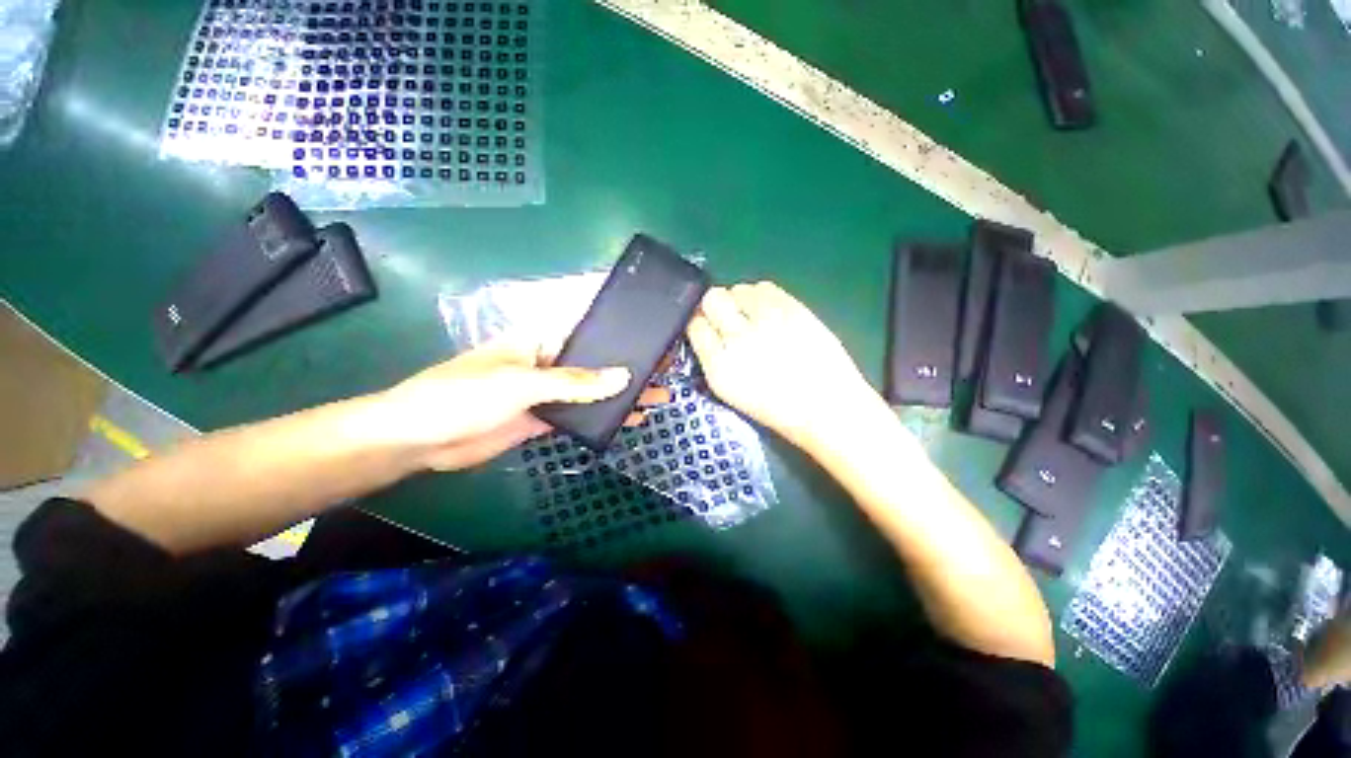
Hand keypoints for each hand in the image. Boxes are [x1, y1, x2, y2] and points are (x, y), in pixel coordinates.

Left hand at [379, 337, 666, 470]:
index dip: (619, 330)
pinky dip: (602, 417)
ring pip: (591, 390)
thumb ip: (575, 383)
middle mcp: (548, 361)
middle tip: (665, 368)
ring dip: (621, 393)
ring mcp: (547, 391)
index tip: (650, 332)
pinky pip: (580, 414)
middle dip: (628, 365)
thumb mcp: (522, 383)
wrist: (421, 440)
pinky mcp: (543, 417)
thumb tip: (624, 378)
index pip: (588, 329)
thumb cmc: (463, 394)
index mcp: (541, 340)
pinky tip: (628, 418)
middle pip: (596, 361)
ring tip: (657, 395)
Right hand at [687, 282, 885, 451]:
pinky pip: (764, 287)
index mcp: (719, 367)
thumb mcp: (732, 392)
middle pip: (712, 299)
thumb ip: (714, 358)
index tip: (708, 327)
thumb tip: (708, 331)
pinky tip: (770, 312)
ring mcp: (767, 320)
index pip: (695, 326)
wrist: (827, 409)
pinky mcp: (793, 308)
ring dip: (740, 300)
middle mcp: (737, 338)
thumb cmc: (778, 410)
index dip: (700, 323)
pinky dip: (761, 296)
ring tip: (754, 317)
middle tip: (730, 319)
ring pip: (738, 289)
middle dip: (716, 306)